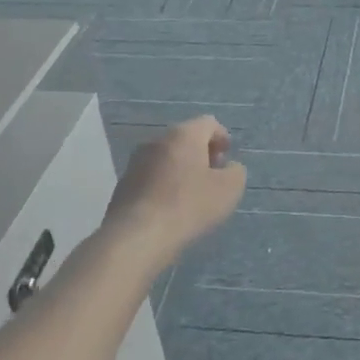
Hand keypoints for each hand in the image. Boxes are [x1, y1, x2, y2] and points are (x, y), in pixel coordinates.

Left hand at [107, 116, 246, 261]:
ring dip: (181, 169)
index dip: (221, 137)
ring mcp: (136, 162)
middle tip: (213, 175)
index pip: (208, 123)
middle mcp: (157, 140)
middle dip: (201, 153)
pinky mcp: (123, 185)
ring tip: (192, 194)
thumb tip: (228, 168)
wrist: (136, 236)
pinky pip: (151, 176)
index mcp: (183, 135)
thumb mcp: (229, 189)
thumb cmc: (189, 206)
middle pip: (185, 138)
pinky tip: (170, 207)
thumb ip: (235, 172)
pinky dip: (164, 184)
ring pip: (166, 157)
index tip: (227, 157)